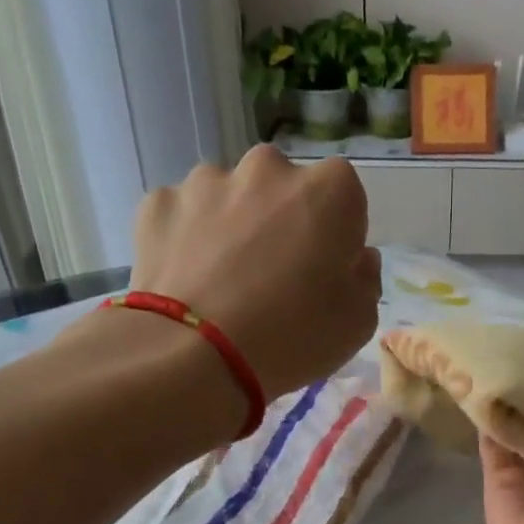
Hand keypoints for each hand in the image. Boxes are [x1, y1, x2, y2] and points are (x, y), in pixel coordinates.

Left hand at [130, 146, 380, 400]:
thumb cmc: (293, 337)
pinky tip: (189, 281)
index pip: (344, 197)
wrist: (194, 354)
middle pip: (283, 188)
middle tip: (275, 274)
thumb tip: (355, 259)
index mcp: (328, 190)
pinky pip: (184, 216)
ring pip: (229, 198)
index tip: (327, 270)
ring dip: (233, 226)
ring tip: (225, 282)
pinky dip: (187, 239)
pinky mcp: (158, 203)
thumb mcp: (358, 322)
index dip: (338, 234)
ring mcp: (207, 181)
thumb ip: (365, 278)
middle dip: (282, 220)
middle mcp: (267, 168)